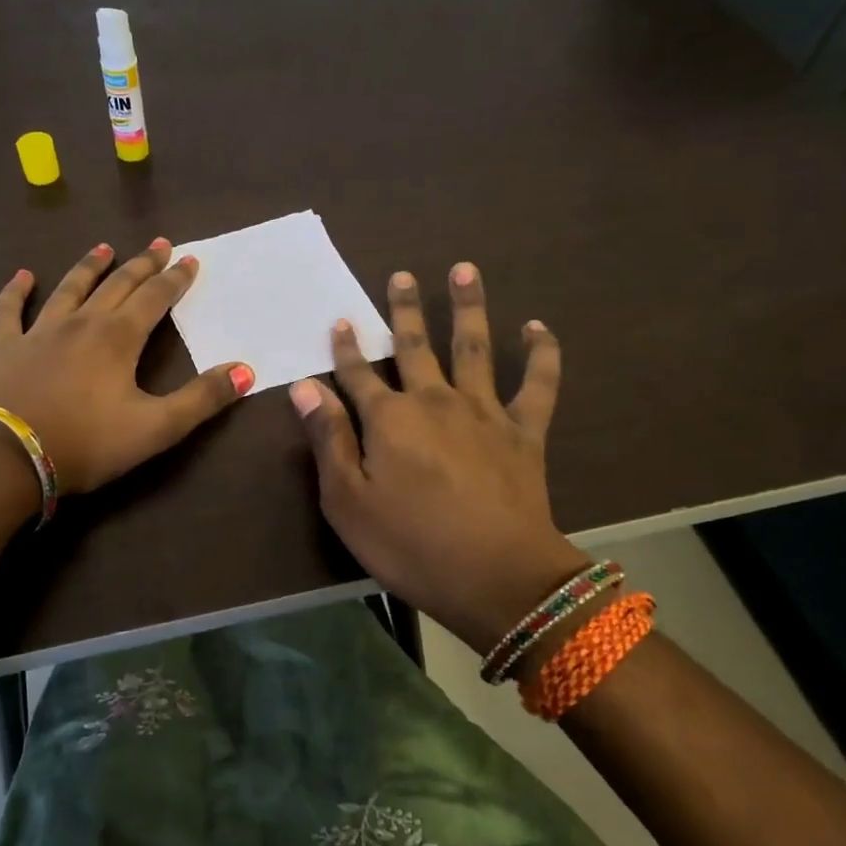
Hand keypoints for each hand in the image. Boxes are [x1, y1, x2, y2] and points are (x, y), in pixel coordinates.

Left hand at [0, 239, 253, 496]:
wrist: (11, 460)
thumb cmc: (89, 444)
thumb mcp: (157, 428)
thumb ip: (202, 399)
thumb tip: (246, 370)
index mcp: (118, 338)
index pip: (154, 298)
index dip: (175, 279)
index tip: (189, 259)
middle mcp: (81, 323)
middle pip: (116, 285)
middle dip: (141, 265)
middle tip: (158, 245)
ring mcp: (38, 331)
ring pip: (68, 289)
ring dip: (89, 267)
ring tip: (104, 248)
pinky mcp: (4, 347)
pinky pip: (9, 310)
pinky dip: (16, 291)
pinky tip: (23, 276)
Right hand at [290, 263, 585, 654]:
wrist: (497, 576)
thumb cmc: (410, 545)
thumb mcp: (348, 501)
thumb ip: (329, 439)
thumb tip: (305, 387)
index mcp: (389, 420)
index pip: (359, 374)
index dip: (347, 348)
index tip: (342, 320)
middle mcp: (435, 401)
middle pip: (415, 347)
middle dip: (403, 311)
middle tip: (401, 275)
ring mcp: (484, 411)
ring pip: (473, 347)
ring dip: (467, 307)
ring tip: (465, 269)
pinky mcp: (525, 431)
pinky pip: (538, 384)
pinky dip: (541, 353)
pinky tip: (538, 327)